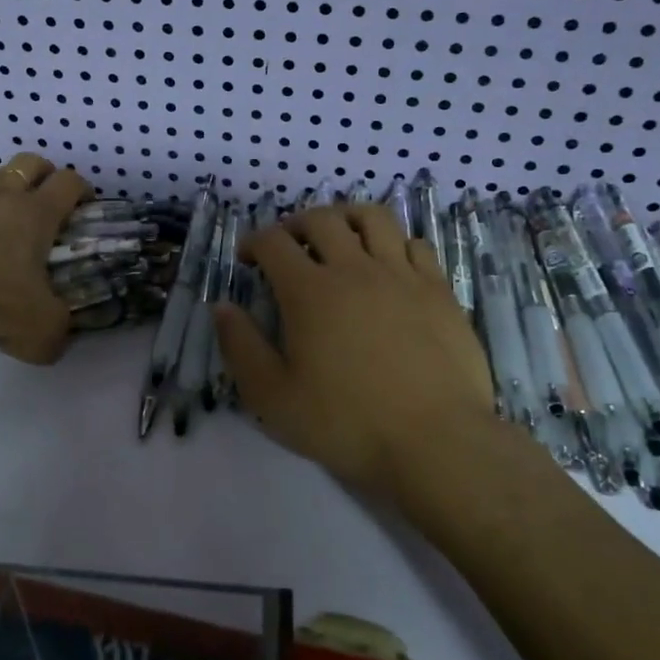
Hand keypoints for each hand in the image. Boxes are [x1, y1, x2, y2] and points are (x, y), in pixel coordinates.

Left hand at [0, 152, 89, 363]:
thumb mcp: (35, 327)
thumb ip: (53, 336)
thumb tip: (52, 344)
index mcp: (37, 213)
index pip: (70, 183)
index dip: (82, 190)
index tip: (84, 206)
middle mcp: (3, 194)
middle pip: (30, 163)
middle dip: (42, 175)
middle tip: (43, 202)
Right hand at [212, 204, 499, 500]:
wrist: (435, 442)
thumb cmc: (346, 423)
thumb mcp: (272, 396)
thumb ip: (240, 347)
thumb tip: (221, 307)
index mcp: (309, 291)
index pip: (273, 242)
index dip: (253, 242)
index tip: (247, 260)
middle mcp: (354, 269)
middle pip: (321, 219)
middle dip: (295, 224)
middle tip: (288, 246)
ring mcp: (402, 275)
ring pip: (372, 218)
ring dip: (346, 217)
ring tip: (338, 237)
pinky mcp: (438, 290)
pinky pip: (415, 244)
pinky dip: (394, 242)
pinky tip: (388, 264)